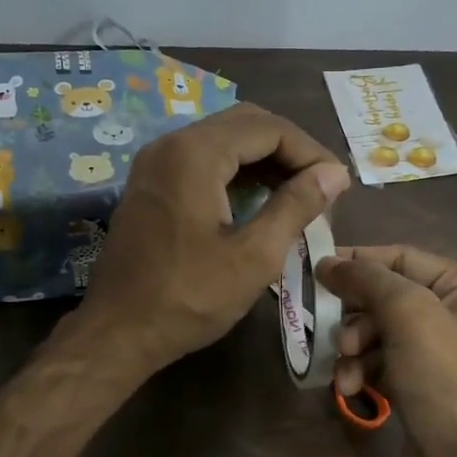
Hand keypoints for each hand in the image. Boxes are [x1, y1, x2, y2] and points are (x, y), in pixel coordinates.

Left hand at [74, 103, 349, 376]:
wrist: (118, 332)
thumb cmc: (188, 298)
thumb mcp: (254, 256)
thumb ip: (296, 206)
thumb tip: (335, 173)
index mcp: (195, 153)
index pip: (268, 128)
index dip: (310, 151)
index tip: (338, 184)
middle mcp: (171, 144)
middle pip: (244, 124)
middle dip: (288, 149)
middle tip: (321, 185)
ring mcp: (156, 163)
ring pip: (223, 140)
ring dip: (263, 159)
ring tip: (299, 193)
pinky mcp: (151, 184)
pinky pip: (202, 159)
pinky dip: (236, 171)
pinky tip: (259, 200)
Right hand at [314, 246, 456, 456]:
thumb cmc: (448, 380)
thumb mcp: (411, 316)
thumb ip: (368, 280)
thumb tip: (328, 262)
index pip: (402, 257)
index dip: (358, 261)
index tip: (313, 269)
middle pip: (388, 296)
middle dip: (355, 313)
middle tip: (331, 330)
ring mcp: (441, 353)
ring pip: (380, 332)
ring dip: (354, 347)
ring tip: (344, 366)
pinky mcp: (423, 386)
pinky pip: (382, 363)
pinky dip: (363, 370)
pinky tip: (350, 387)